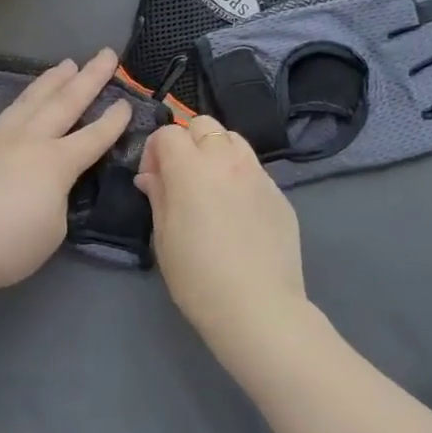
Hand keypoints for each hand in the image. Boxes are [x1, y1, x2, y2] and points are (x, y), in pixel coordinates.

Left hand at [0, 49, 130, 293]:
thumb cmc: (7, 246)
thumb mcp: (52, 230)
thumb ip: (56, 199)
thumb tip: (44, 186)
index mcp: (55, 163)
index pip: (93, 137)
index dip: (113, 121)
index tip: (127, 101)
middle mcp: (27, 141)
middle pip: (64, 102)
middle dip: (90, 78)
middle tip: (106, 54)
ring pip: (28, 101)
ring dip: (51, 81)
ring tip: (65, 64)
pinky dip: (17, 110)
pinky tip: (17, 111)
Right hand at [135, 116, 307, 345]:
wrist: (257, 306)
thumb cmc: (198, 277)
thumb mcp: (164, 237)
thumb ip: (158, 196)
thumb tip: (151, 176)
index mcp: (191, 168)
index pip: (168, 133)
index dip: (154, 151)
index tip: (152, 179)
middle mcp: (228, 160)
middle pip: (204, 125)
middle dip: (187, 142)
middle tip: (181, 177)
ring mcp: (259, 175)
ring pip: (234, 140)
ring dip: (216, 153)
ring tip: (211, 188)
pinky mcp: (280, 194)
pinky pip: (254, 170)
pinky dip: (239, 177)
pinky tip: (237, 213)